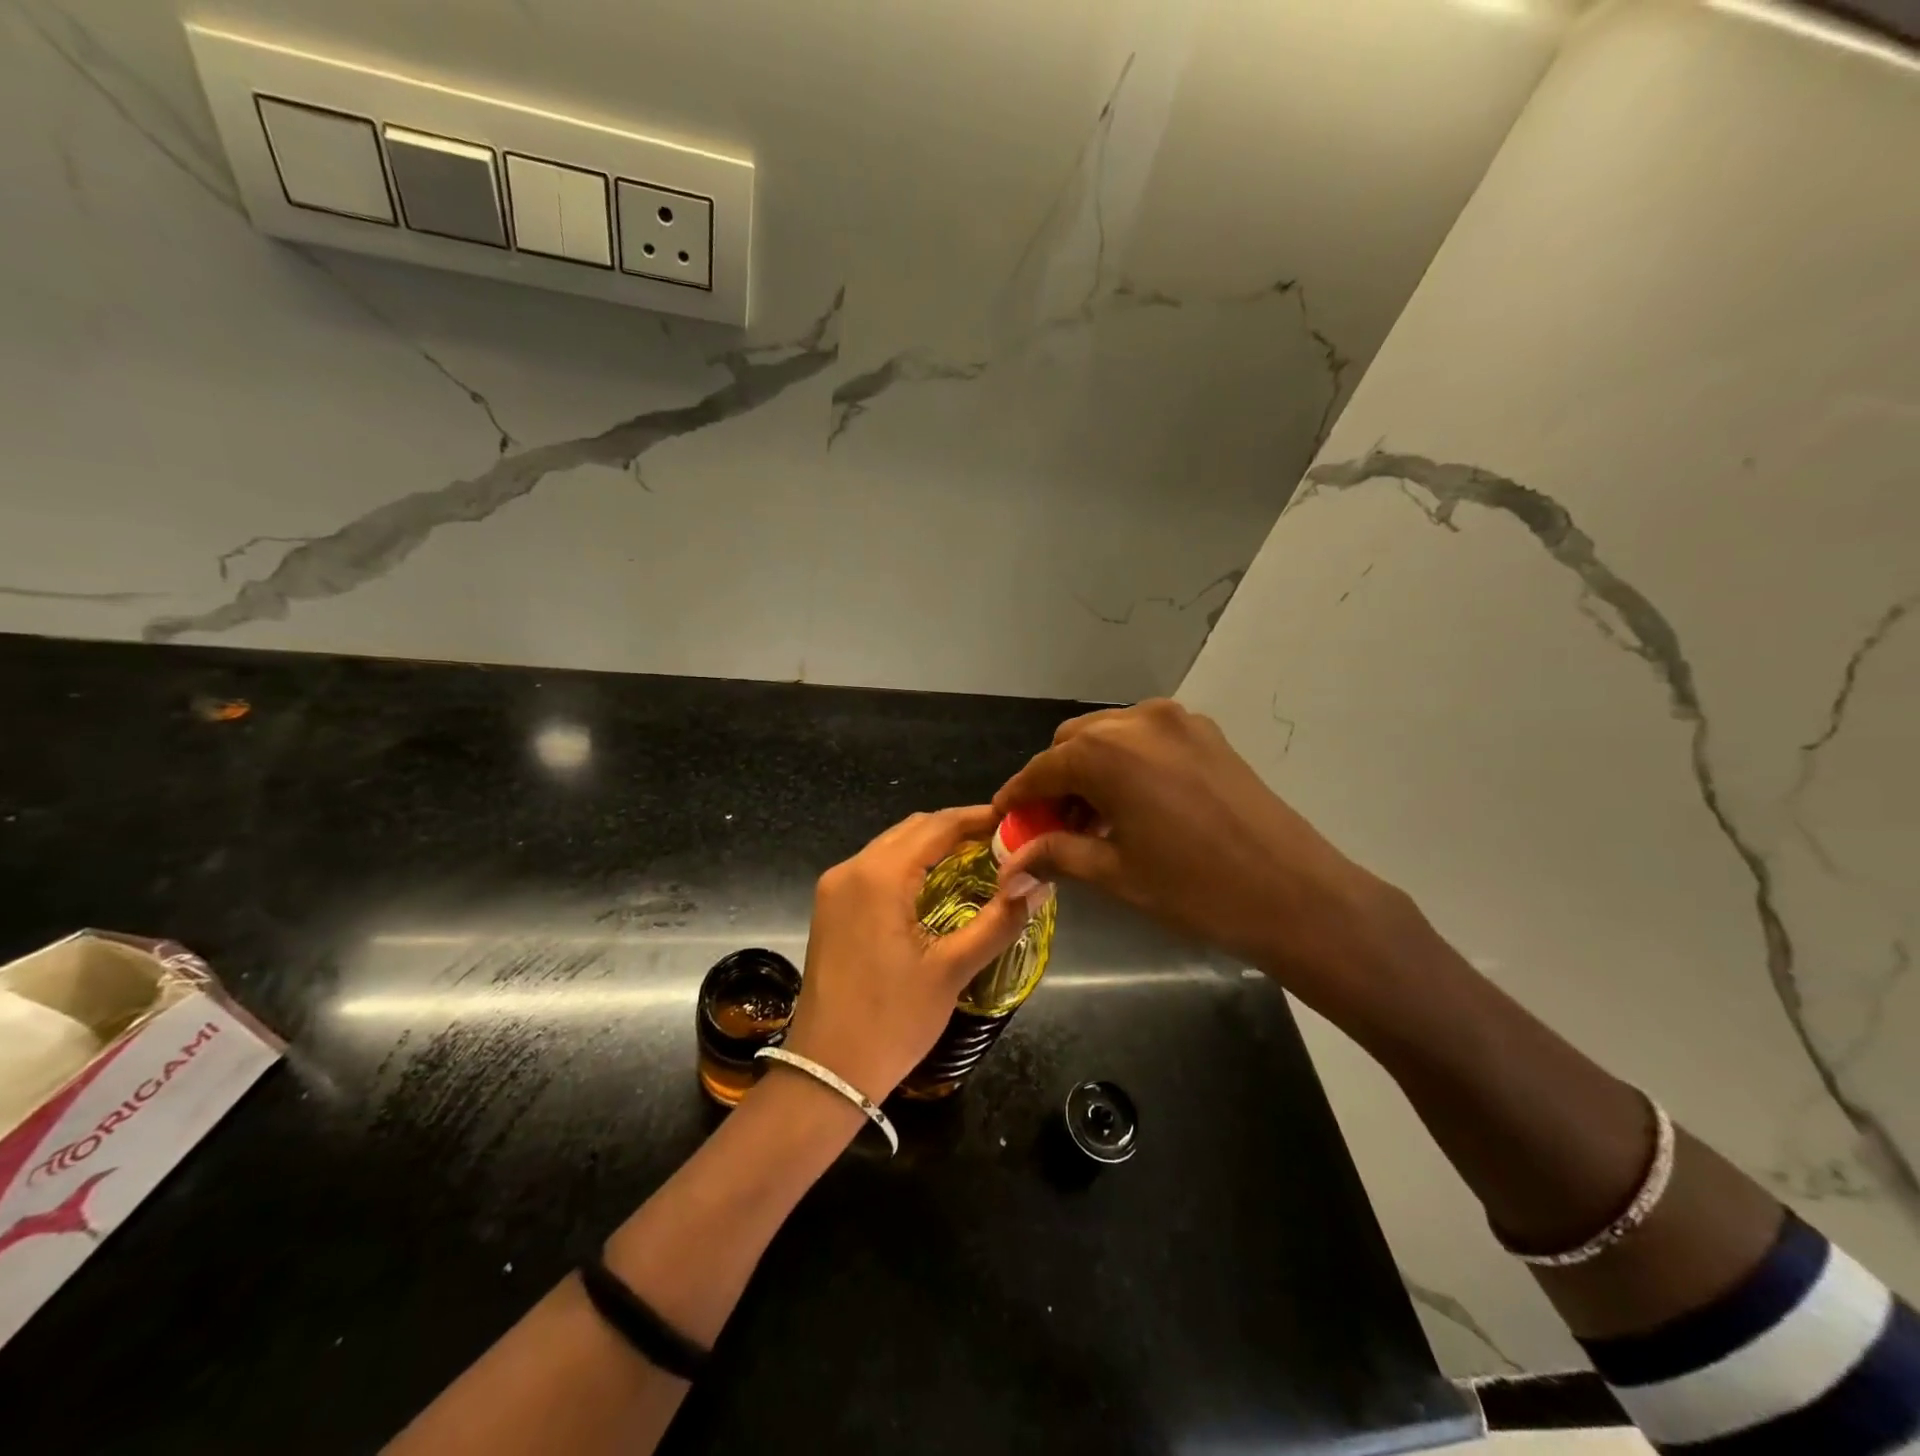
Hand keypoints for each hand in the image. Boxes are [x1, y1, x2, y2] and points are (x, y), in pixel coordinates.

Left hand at [783, 807, 1036, 1102]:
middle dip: (958, 830)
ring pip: (892, 847)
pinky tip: (937, 886)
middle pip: (913, 830)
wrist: (825, 1072)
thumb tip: (1040, 883)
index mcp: (879, 875)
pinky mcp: (831, 908)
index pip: (938, 826)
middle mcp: (851, 869)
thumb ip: (998, 920)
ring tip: (978, 861)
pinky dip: (910, 866)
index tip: (1016, 822)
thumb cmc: (892, 1021)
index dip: (980, 819)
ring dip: (933, 846)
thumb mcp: (952, 970)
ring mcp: (835, 888)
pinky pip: (876, 869)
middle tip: (1003, 844)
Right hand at [993, 700, 1409, 1011]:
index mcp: (1106, 753)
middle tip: (1052, 829)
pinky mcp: (1206, 733)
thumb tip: (1009, 864)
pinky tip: (1132, 806)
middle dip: (1054, 782)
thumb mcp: (1115, 874)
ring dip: (1089, 770)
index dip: (1017, 797)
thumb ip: (1055, 855)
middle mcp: (1137, 721)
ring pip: (1109, 736)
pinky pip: (1145, 739)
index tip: (1003, 822)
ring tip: (1093, 822)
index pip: (1041, 769)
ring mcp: (1177, 721)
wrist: (1296, 893)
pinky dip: (1125, 764)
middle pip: (1072, 743)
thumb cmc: (1195, 889)